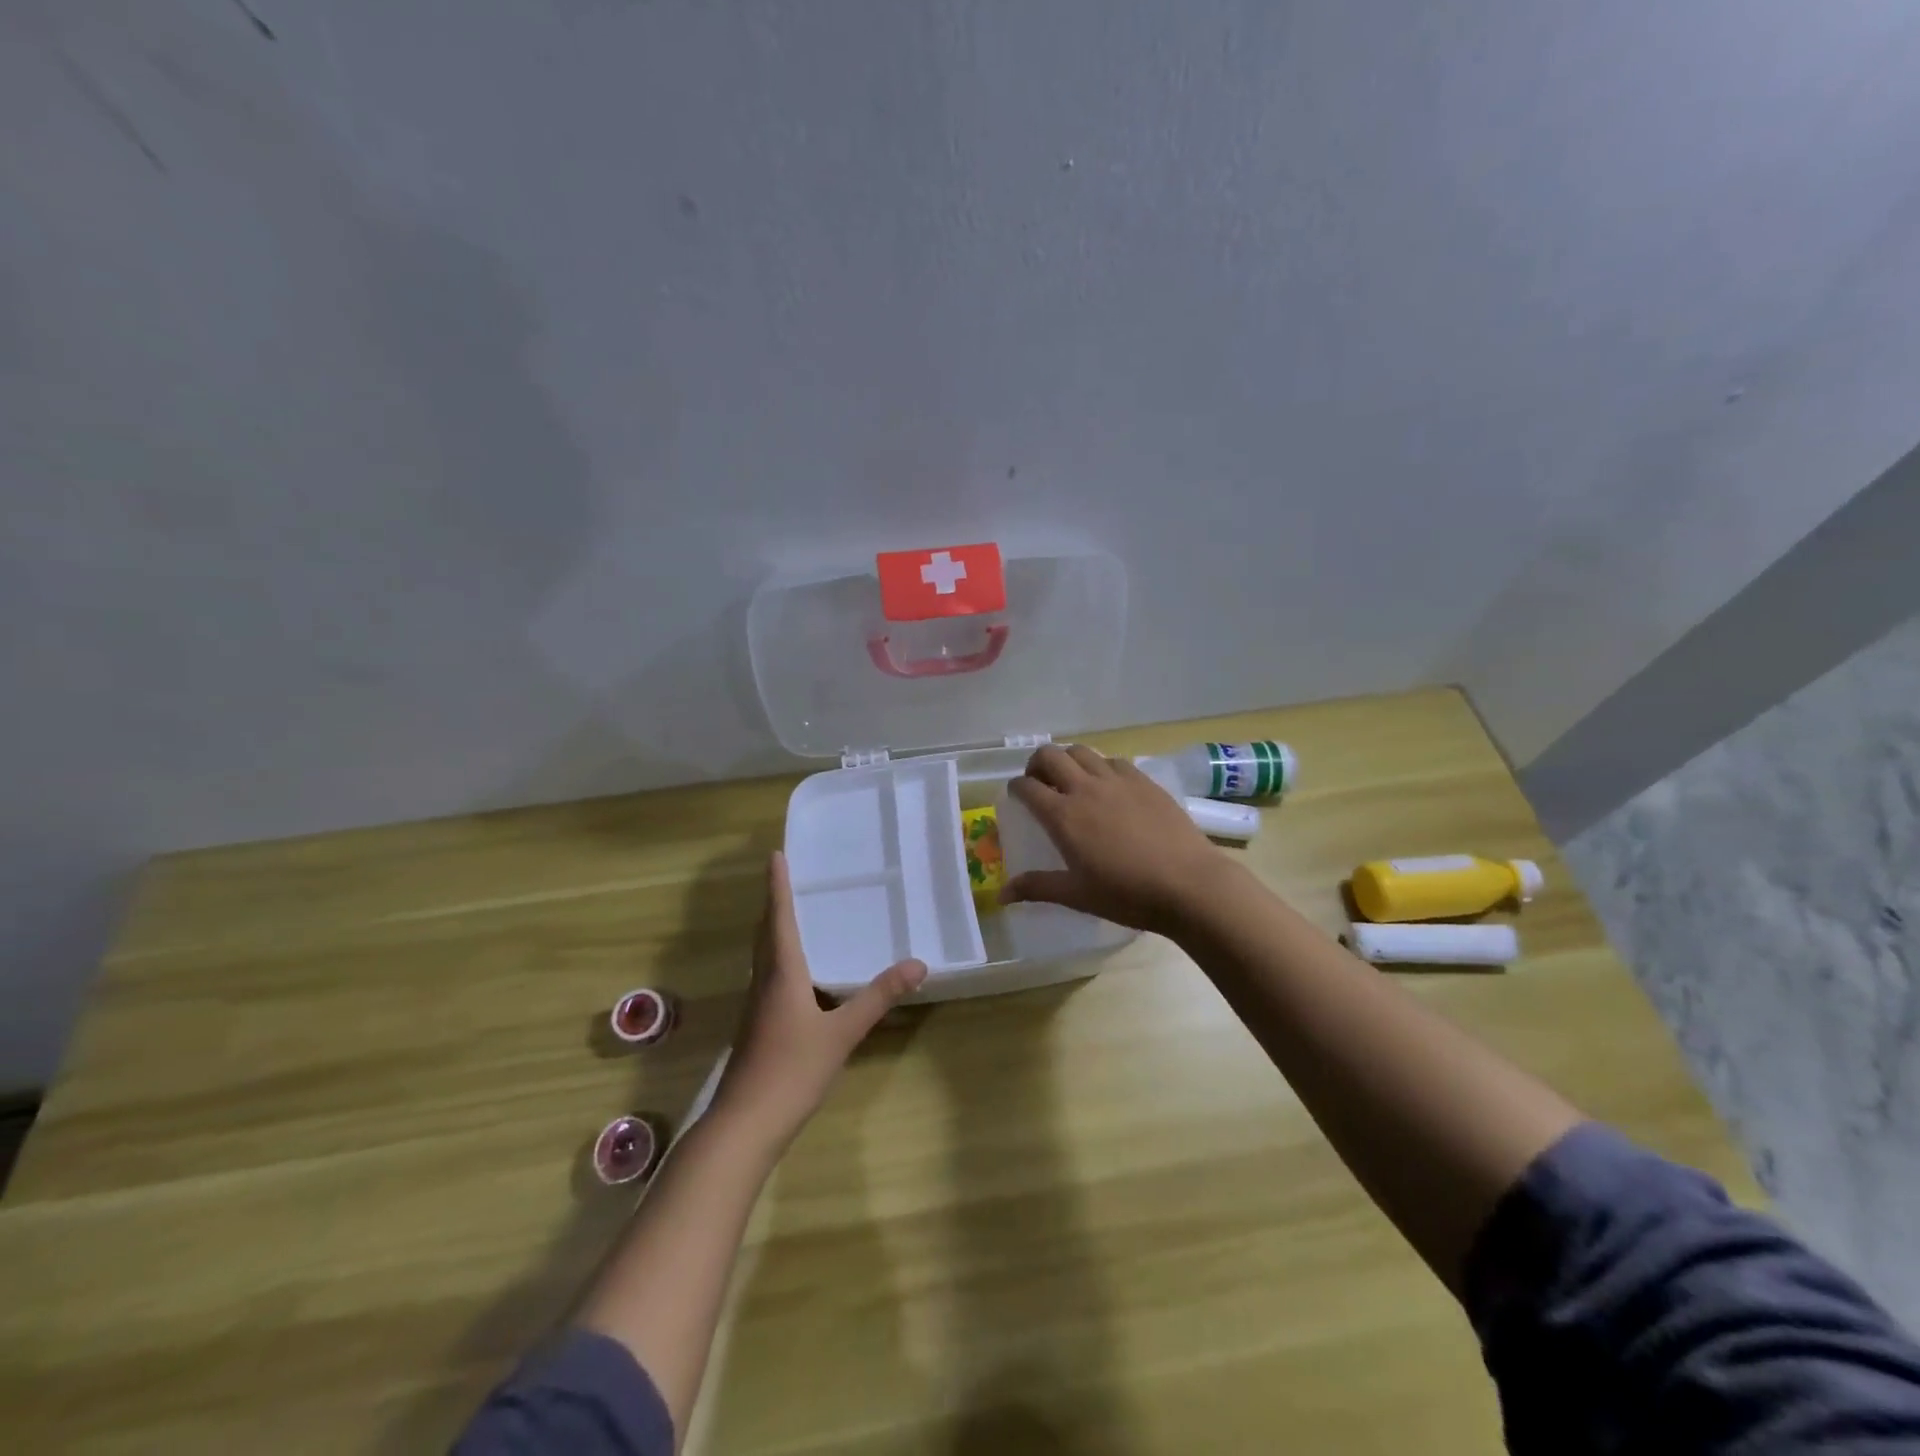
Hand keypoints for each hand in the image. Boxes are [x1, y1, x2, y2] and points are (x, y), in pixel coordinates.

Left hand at [714, 852, 926, 1147]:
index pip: (779, 917)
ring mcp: (756, 1006)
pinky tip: (795, 974)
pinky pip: (767, 976)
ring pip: (763, 955)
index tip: (775, 855)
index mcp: (781, 973)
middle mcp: (764, 982)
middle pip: (766, 933)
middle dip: (774, 903)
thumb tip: (918, 964)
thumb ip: (878, 997)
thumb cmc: (792, 1070)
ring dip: (773, 929)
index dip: (778, 886)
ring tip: (791, 915)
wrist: (745, 1124)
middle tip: (784, 878)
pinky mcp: (756, 1026)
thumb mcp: (842, 1033)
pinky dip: (778, 958)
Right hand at [998, 744, 1220, 933]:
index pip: (1027, 787)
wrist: (1189, 884)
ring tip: (1072, 780)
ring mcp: (1117, 780)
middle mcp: (1085, 788)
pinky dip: (1100, 767)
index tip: (1016, 795)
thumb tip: (1002, 895)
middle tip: (1040, 783)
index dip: (1016, 787)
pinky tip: (1108, 787)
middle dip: (1037, 764)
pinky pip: (1113, 761)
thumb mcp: (1077, 894)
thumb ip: (1037, 888)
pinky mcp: (1144, 781)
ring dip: (1068, 760)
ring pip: (1082, 751)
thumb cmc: (1127, 894)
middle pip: (1050, 755)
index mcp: (1063, 815)